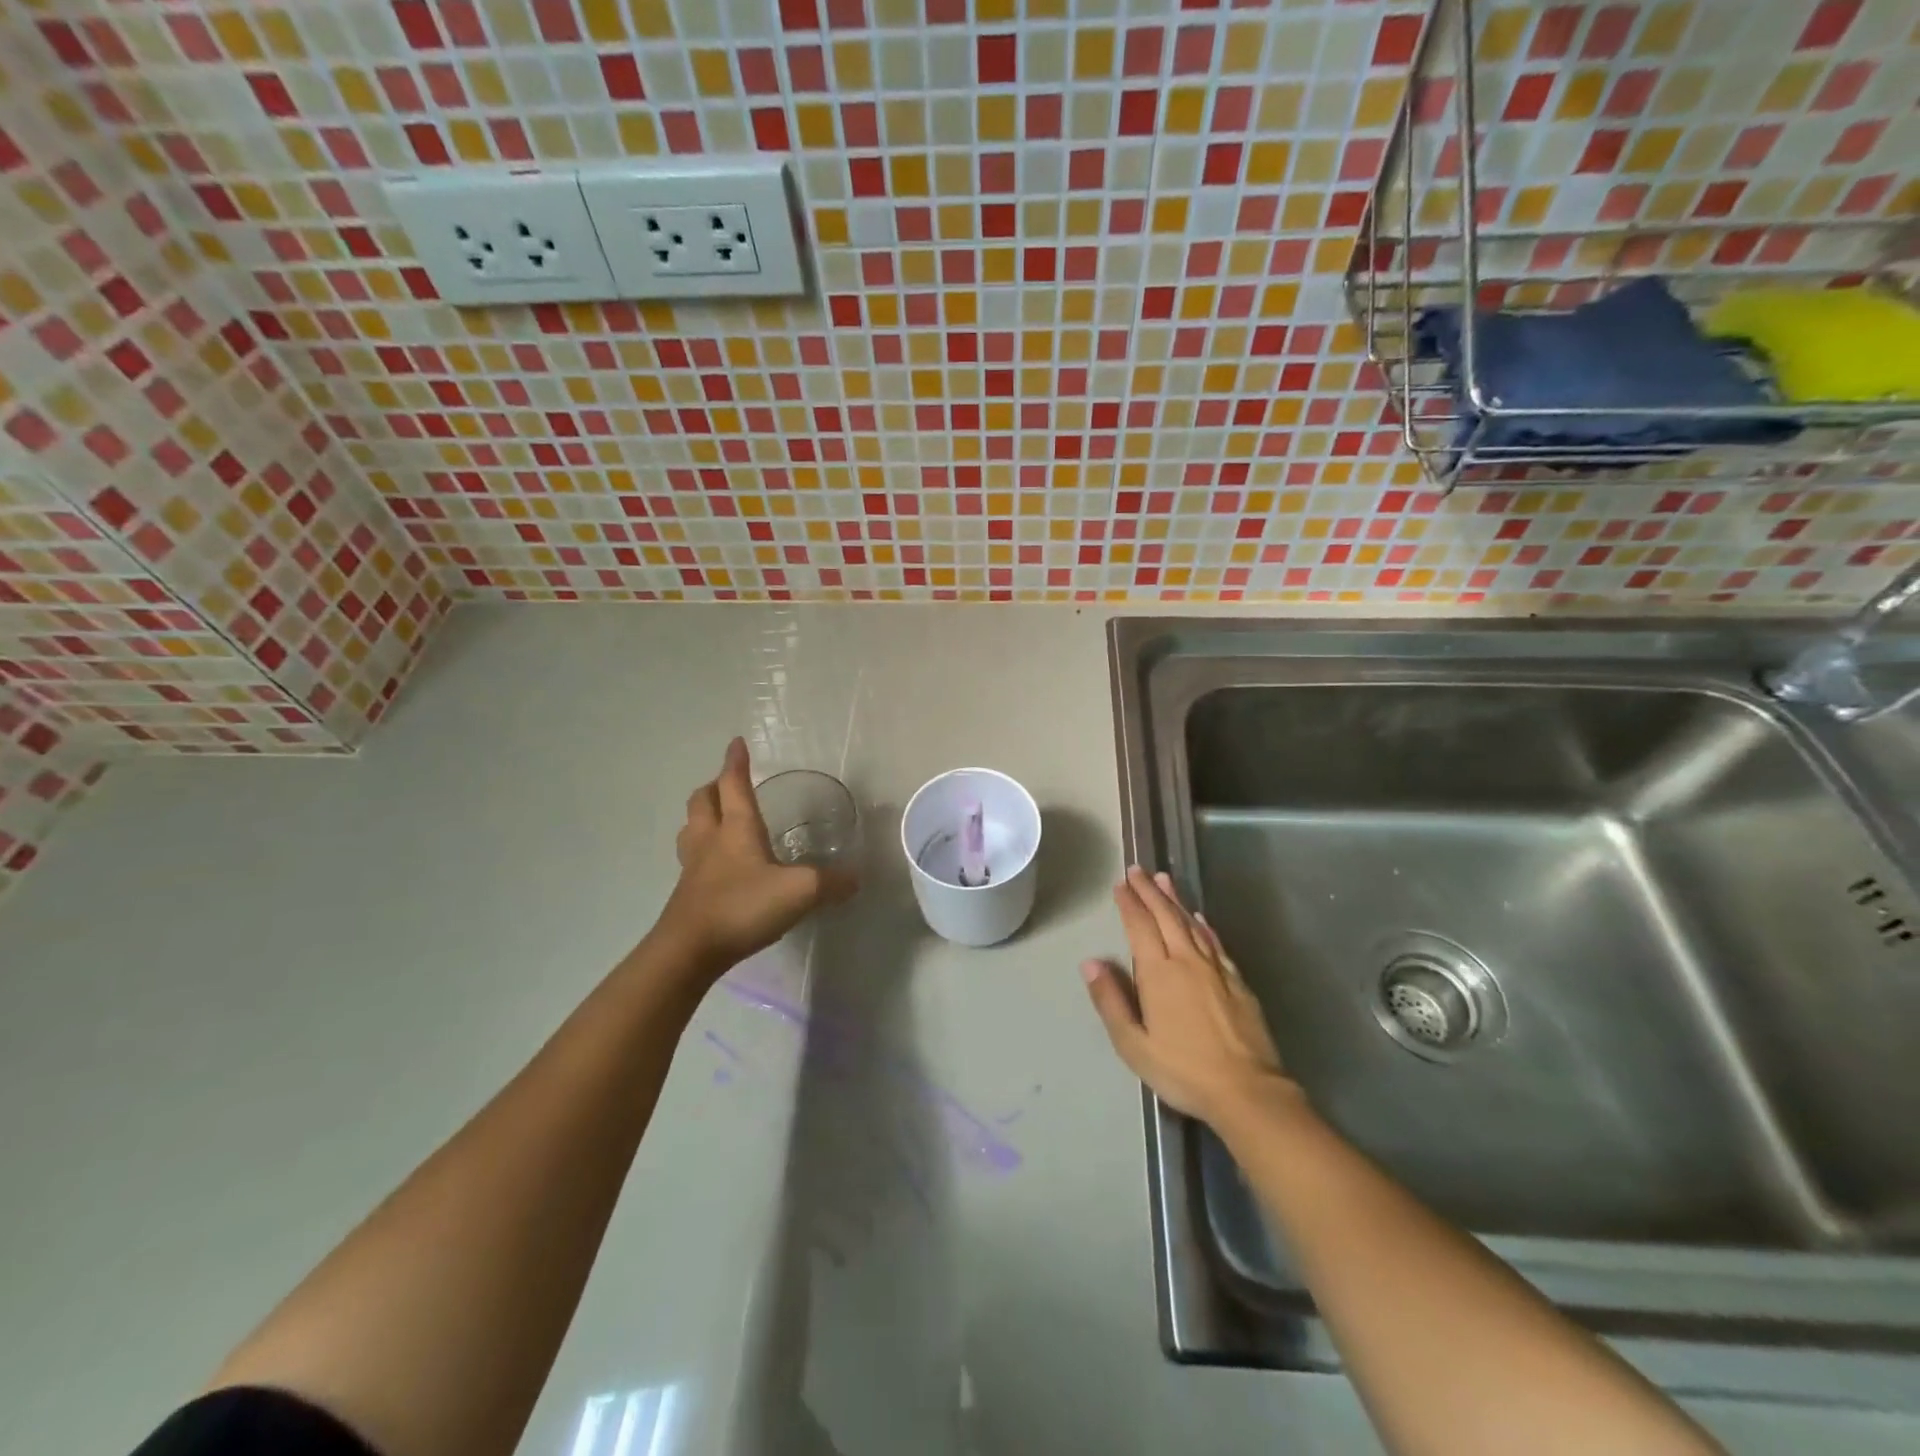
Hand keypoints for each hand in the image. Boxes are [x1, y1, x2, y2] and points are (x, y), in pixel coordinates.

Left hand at [655, 738, 856, 975]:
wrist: (689, 951)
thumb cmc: (742, 906)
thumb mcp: (800, 891)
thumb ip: (831, 883)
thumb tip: (855, 879)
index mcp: (736, 828)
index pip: (734, 784)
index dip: (736, 762)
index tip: (736, 743)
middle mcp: (710, 840)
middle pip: (703, 801)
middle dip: (714, 787)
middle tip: (728, 784)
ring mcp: (694, 868)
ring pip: (691, 829)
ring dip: (703, 816)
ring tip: (717, 819)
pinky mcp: (687, 894)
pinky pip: (692, 859)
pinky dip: (703, 850)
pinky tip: (719, 866)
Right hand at [1082, 866, 1297, 1128]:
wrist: (1247, 1091)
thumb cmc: (1182, 1070)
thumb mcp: (1133, 1044)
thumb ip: (1111, 1001)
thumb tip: (1090, 963)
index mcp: (1158, 973)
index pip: (1139, 927)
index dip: (1129, 903)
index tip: (1120, 884)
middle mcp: (1187, 961)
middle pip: (1165, 916)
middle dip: (1150, 891)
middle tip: (1138, 870)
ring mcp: (1216, 969)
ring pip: (1192, 923)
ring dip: (1176, 900)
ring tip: (1165, 879)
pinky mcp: (1238, 982)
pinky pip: (1216, 943)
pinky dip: (1205, 926)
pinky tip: (1200, 918)